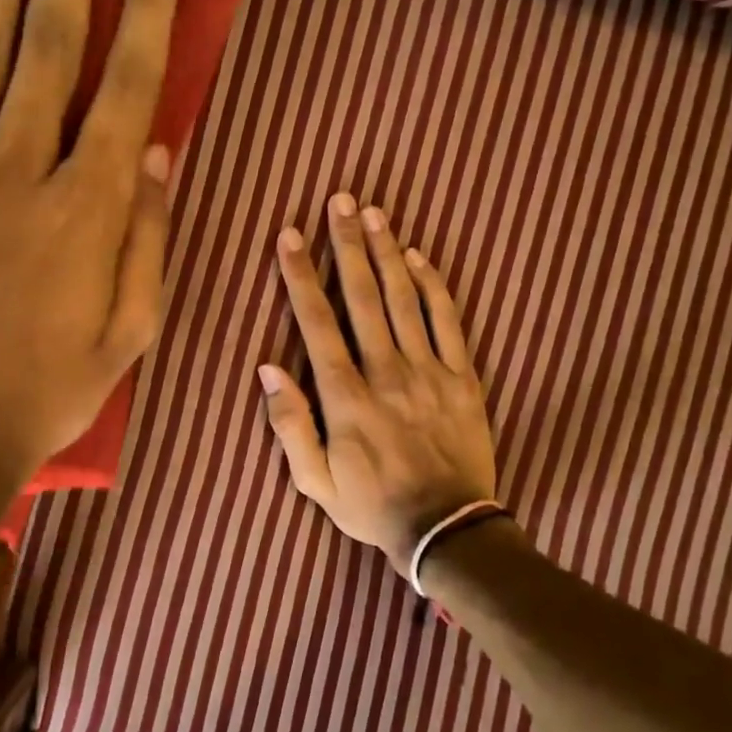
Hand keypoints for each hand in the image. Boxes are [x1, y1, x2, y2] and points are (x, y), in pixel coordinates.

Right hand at [260, 192, 497, 575]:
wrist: (447, 530)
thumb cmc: (372, 506)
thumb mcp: (315, 481)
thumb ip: (290, 424)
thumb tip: (268, 369)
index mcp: (346, 397)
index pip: (317, 323)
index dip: (300, 276)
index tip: (290, 236)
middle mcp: (386, 372)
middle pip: (363, 297)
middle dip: (346, 245)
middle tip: (338, 201)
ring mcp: (429, 372)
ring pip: (405, 300)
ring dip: (387, 253)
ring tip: (374, 214)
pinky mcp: (462, 378)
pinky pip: (448, 323)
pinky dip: (434, 287)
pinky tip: (421, 257)